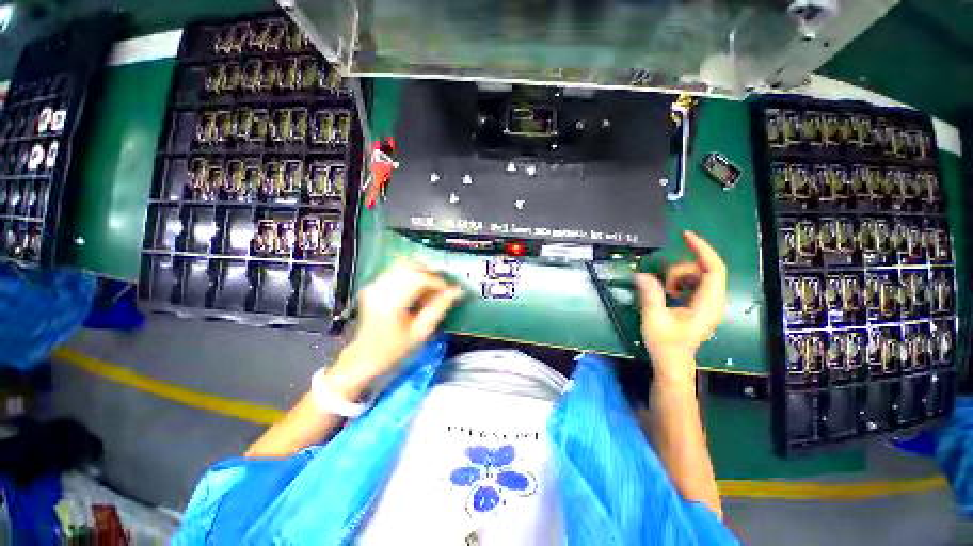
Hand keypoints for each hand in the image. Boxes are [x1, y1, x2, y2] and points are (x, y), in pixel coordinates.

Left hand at [332, 260, 462, 388]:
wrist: (364, 356)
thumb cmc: (394, 349)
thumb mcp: (421, 332)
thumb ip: (439, 308)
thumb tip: (456, 291)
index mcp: (390, 303)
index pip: (419, 278)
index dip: (438, 281)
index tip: (449, 290)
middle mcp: (380, 289)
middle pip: (410, 267)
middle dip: (430, 273)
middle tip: (441, 287)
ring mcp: (374, 285)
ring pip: (403, 265)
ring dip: (421, 272)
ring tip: (430, 287)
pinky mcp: (373, 285)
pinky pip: (396, 271)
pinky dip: (411, 275)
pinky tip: (417, 288)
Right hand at [634, 231, 726, 385]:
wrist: (672, 363)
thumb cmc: (665, 345)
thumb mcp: (653, 319)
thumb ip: (649, 294)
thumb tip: (641, 274)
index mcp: (707, 305)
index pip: (714, 269)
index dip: (702, 249)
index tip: (685, 236)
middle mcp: (713, 301)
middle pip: (704, 270)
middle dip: (681, 269)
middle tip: (663, 282)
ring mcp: (708, 303)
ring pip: (697, 275)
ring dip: (678, 276)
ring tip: (665, 291)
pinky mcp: (700, 304)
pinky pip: (693, 283)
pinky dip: (679, 282)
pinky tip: (669, 293)